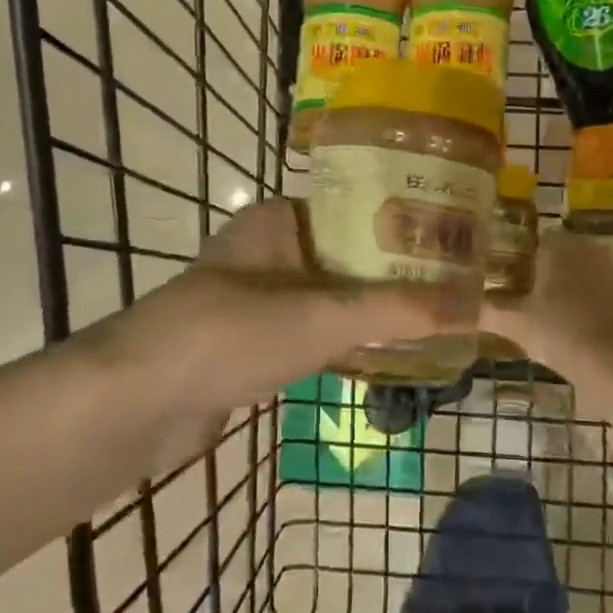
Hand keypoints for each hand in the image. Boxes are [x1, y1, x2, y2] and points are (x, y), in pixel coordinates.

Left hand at [122, 198, 471, 414]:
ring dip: (375, 310)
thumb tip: (477, 304)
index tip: (459, 243)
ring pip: (332, 297)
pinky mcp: (250, 343)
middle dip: (399, 274)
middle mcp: (268, 250)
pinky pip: (312, 332)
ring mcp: (256, 298)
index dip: (410, 224)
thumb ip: (400, 310)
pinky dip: (346, 341)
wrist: (135, 404)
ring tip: (436, 319)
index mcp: (279, 221)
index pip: (359, 209)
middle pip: (349, 256)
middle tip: (459, 287)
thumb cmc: (231, 334)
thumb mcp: (324, 316)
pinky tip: (387, 355)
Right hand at [481, 229, 612, 390]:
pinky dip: (592, 301)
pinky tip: (579, 322)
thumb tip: (455, 309)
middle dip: (550, 268)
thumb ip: (486, 312)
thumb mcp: (515, 323)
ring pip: (584, 269)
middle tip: (530, 293)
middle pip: (563, 252)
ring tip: (553, 309)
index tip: (516, 276)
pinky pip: (602, 290)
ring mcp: (610, 271)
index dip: (527, 255)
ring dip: (572, 283)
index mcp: (557, 247)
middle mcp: (586, 250)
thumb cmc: (558, 331)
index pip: (540, 238)